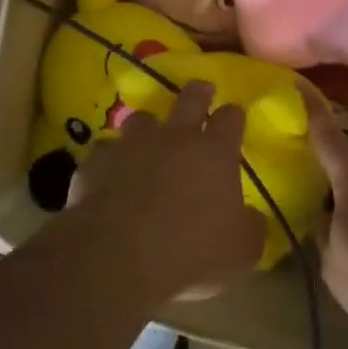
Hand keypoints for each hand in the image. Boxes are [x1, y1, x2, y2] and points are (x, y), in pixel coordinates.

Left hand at [65, 81, 264, 300]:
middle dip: (198, 93)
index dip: (233, 115)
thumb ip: (250, 227)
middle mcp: (173, 138)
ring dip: (148, 126)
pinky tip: (110, 175)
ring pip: (141, 119)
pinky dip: (111, 160)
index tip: (234, 114)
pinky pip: (105, 152)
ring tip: (149, 136)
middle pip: (189, 99)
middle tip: (202, 89)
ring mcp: (130, 146)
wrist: (118, 259)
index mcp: (214, 153)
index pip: (230, 119)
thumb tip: (251, 217)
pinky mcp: (95, 164)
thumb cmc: (191, 254)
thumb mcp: (242, 251)